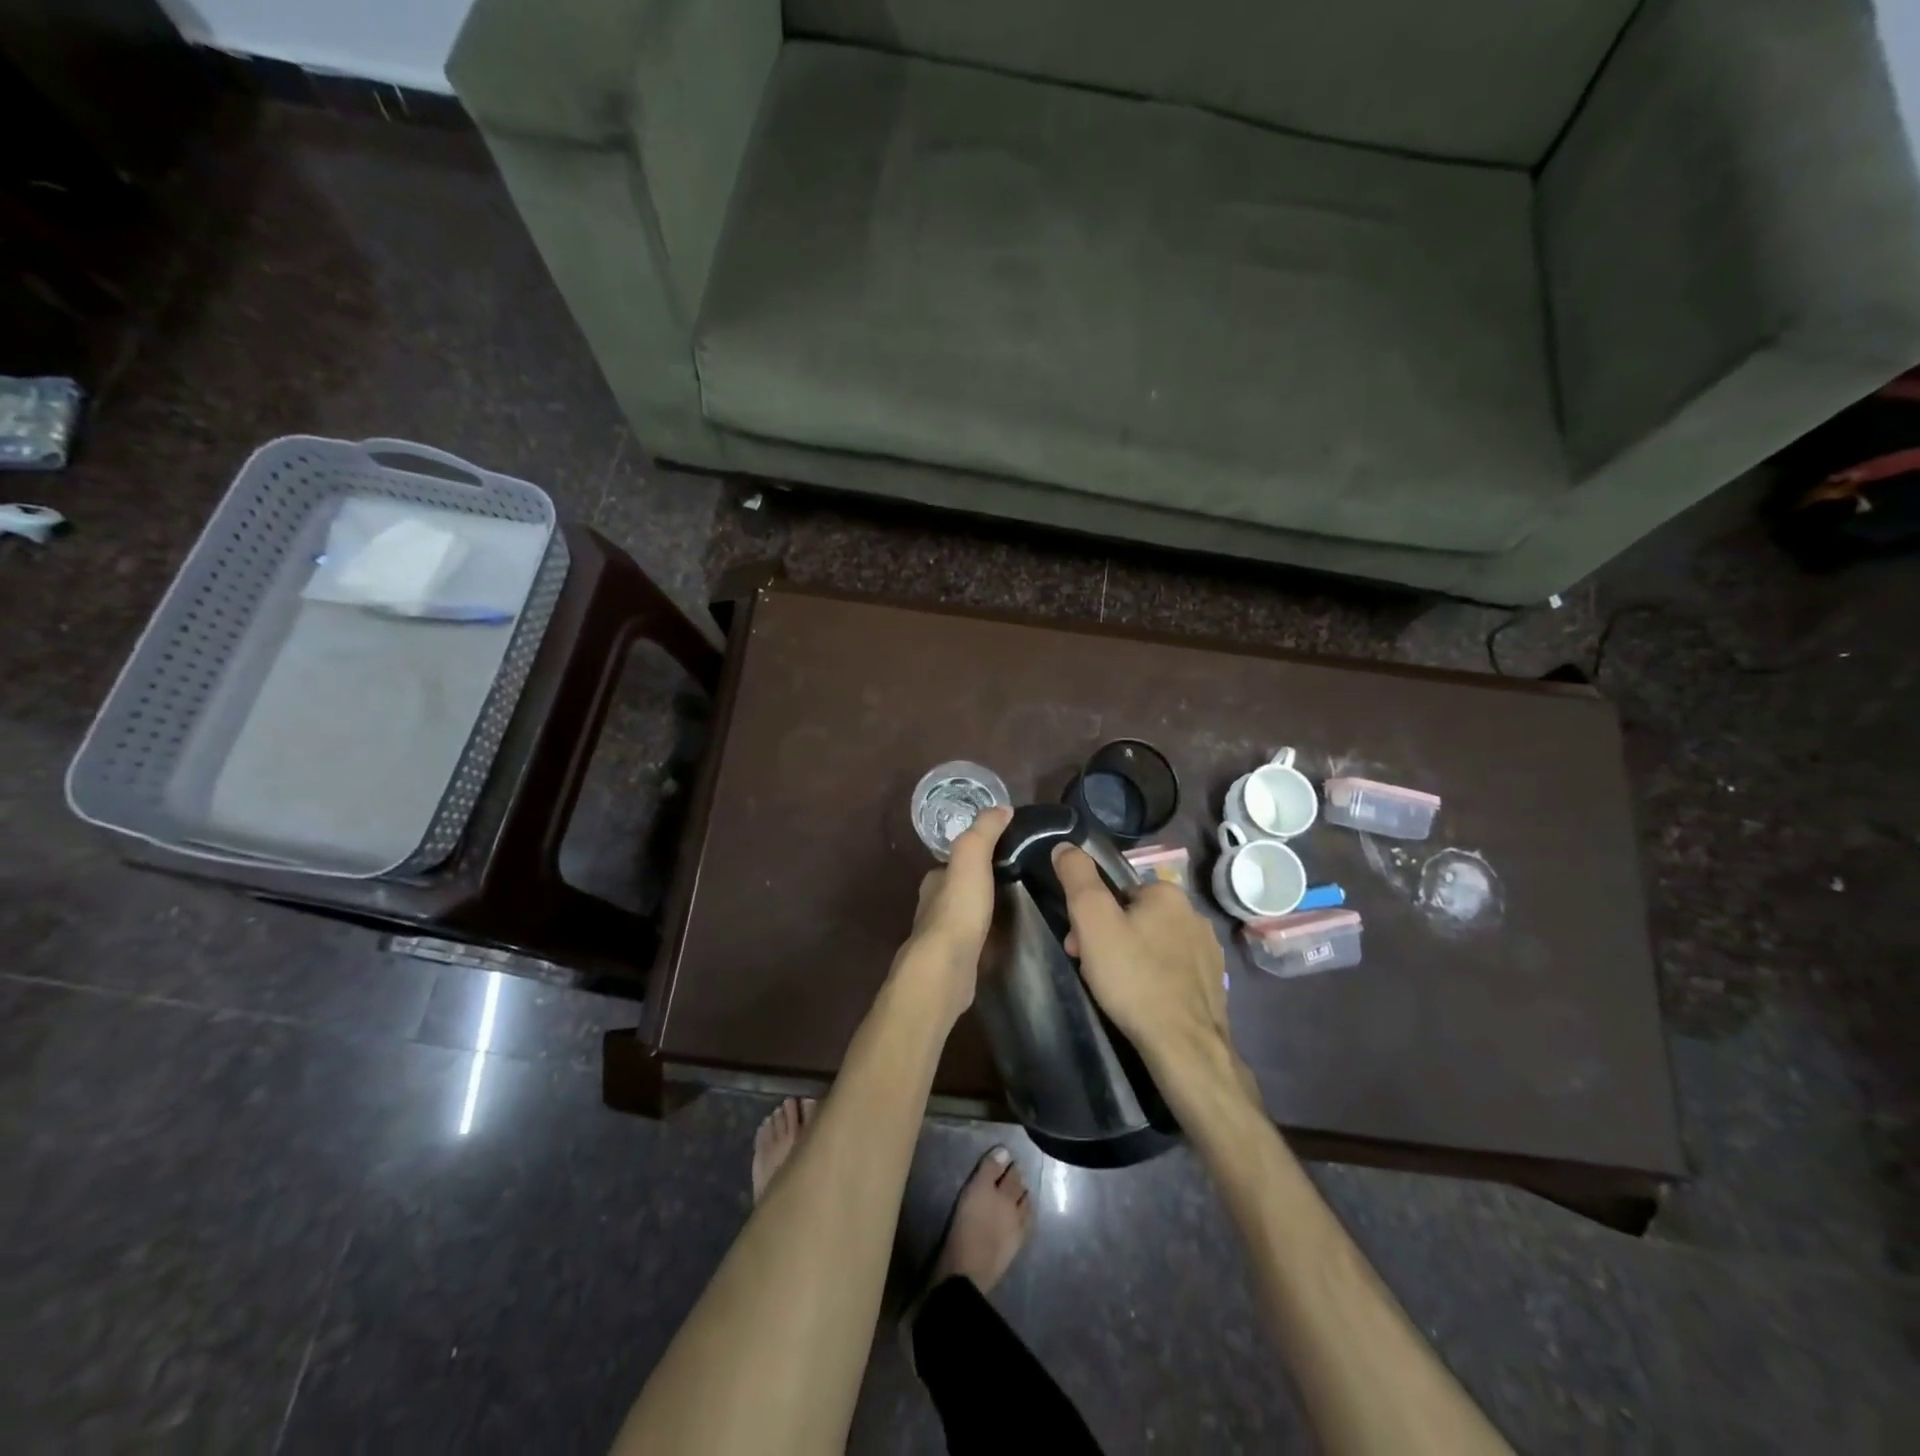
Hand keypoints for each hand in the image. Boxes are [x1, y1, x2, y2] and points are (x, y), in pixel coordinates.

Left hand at [893, 806, 1011, 1021]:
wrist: (946, 969)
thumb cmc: (958, 909)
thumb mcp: (971, 857)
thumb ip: (984, 831)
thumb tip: (1001, 808)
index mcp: (933, 881)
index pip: (954, 861)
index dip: (974, 855)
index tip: (1003, 854)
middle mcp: (931, 907)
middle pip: (958, 889)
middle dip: (979, 886)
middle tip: (1015, 883)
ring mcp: (940, 938)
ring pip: (963, 917)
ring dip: (982, 913)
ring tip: (1013, 911)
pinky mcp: (952, 963)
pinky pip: (971, 943)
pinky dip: (983, 938)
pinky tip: (1001, 941)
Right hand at [1052, 843, 1240, 1089]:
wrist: (1184, 1046)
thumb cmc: (1133, 977)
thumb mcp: (1093, 920)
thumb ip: (1077, 877)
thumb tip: (1065, 845)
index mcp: (1168, 892)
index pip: (1117, 892)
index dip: (1091, 916)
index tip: (1078, 944)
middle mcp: (1194, 914)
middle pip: (1135, 917)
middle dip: (1109, 938)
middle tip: (1091, 969)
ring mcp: (1209, 950)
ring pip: (1155, 943)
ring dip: (1131, 958)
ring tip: (1116, 990)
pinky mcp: (1214, 983)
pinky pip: (1174, 969)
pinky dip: (1155, 978)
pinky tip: (1144, 1001)